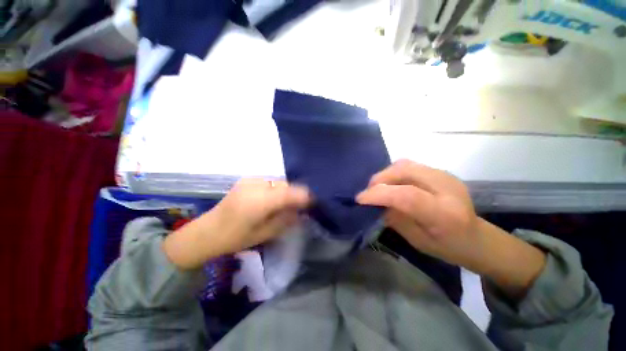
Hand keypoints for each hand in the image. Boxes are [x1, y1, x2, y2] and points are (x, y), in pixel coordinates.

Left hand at [163, 179, 309, 269]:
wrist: (209, 231)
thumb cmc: (235, 238)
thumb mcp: (264, 234)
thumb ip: (285, 221)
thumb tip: (301, 212)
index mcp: (262, 199)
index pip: (293, 191)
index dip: (306, 198)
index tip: (314, 207)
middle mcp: (257, 184)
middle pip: (285, 184)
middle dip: (295, 195)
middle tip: (300, 211)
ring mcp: (249, 180)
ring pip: (276, 182)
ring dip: (284, 193)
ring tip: (285, 208)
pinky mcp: (244, 181)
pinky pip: (267, 183)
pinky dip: (274, 191)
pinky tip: (271, 203)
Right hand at [357, 160, 545, 298]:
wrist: (475, 237)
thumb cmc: (449, 248)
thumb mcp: (421, 242)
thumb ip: (399, 221)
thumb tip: (378, 206)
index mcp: (443, 213)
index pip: (408, 195)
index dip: (381, 194)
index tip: (360, 199)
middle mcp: (446, 188)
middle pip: (408, 170)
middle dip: (382, 177)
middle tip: (368, 192)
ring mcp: (447, 176)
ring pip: (411, 164)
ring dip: (390, 173)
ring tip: (379, 188)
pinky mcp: (445, 173)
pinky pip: (417, 166)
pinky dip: (401, 174)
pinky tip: (396, 186)